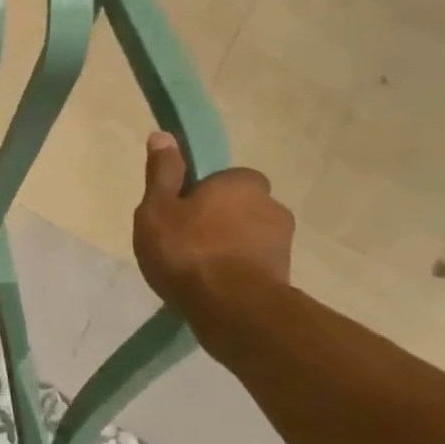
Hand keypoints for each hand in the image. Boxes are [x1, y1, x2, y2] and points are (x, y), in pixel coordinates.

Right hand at [131, 131, 293, 331]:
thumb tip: (163, 135)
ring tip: (197, 272)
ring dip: (229, 248)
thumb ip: (162, 173)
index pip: (224, 179)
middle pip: (238, 208)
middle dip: (218, 221)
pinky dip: (238, 272)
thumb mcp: (158, 209)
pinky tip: (214, 289)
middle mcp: (271, 204)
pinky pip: (255, 265)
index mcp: (241, 182)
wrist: (233, 308)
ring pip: (248, 237)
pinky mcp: (286, 275)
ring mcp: (283, 242)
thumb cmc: (188, 250)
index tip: (181, 215)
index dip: (201, 195)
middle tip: (186, 244)